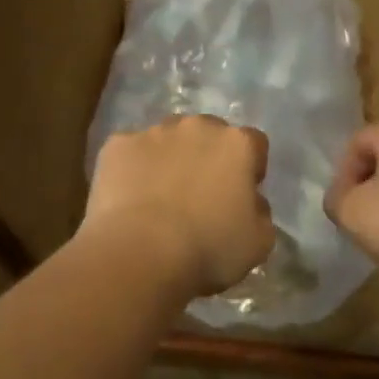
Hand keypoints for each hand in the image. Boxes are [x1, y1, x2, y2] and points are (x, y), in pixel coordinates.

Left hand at [84, 116, 275, 296]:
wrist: (140, 252)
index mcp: (237, 144)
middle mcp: (197, 126)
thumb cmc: (208, 249)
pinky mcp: (118, 144)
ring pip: (167, 139)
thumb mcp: (258, 242)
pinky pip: (130, 152)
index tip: (241, 194)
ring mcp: (154, 132)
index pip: (254, 144)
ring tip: (159, 197)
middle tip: (199, 194)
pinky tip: (129, 199)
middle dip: (206, 156)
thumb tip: (250, 201)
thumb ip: (260, 212)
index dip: (249, 168)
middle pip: (207, 134)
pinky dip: (132, 169)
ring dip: (169, 158)